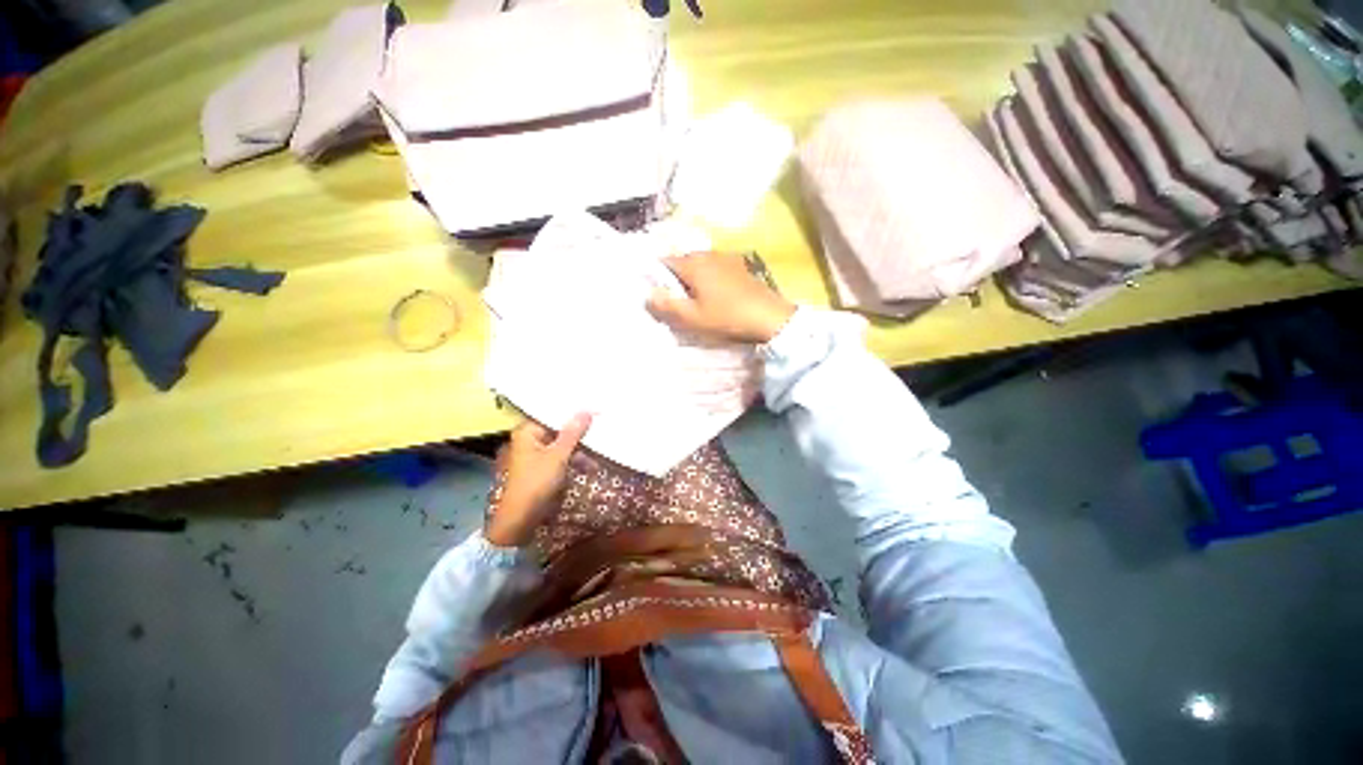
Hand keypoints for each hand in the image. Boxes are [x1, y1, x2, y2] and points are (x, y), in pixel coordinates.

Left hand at [485, 413, 591, 546]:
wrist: (520, 519)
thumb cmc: (536, 482)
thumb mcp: (558, 456)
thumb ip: (573, 432)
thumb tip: (587, 410)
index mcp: (528, 432)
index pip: (552, 414)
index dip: (573, 412)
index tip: (593, 408)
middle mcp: (530, 440)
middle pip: (559, 429)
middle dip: (579, 432)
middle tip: (601, 427)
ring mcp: (537, 455)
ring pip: (563, 444)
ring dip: (580, 448)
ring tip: (600, 450)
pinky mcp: (543, 468)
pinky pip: (562, 457)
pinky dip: (574, 459)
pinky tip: (591, 465)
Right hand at [646, 252, 795, 343]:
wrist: (769, 317)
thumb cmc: (726, 317)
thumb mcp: (692, 317)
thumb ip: (667, 305)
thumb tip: (647, 294)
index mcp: (693, 263)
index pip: (664, 262)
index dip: (656, 278)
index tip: (657, 295)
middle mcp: (708, 254)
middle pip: (683, 263)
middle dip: (676, 280)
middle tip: (675, 302)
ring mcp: (726, 258)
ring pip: (700, 266)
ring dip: (694, 280)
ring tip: (695, 301)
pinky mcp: (741, 266)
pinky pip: (716, 269)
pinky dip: (709, 279)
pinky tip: (716, 296)